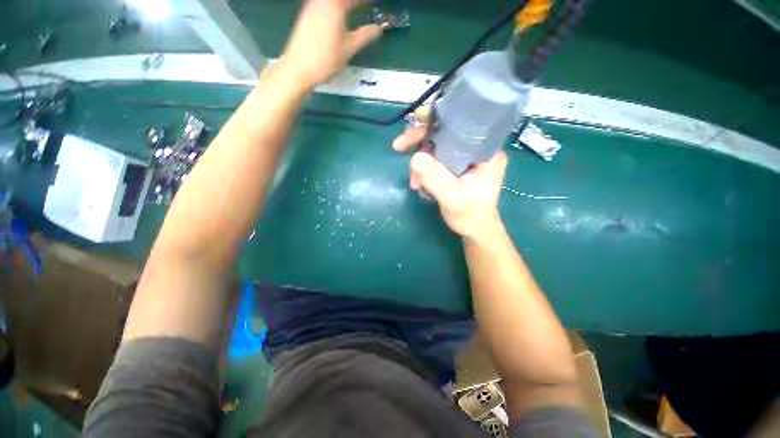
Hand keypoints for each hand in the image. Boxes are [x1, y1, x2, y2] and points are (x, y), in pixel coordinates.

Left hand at [282, 0, 383, 84]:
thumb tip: (379, 28)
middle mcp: (322, 0)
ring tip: (354, 8)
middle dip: (355, 2)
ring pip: (331, 1)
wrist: (299, 67)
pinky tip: (338, 11)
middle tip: (365, 6)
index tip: (376, 3)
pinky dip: (334, 6)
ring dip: (345, 4)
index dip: (366, 1)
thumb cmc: (326, 58)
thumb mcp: (349, 48)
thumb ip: (365, 35)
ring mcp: (312, 5)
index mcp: (335, 5)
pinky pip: (324, 3)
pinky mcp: (306, 12)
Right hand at [393, 106, 507, 240]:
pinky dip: (423, 167)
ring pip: (437, 147)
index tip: (417, 117)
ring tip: (414, 182)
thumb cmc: (470, 216)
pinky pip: (435, 158)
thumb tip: (415, 158)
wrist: (473, 230)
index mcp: (486, 152)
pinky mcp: (455, 166)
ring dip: (420, 160)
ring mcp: (465, 158)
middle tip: (399, 147)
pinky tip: (418, 181)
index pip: (463, 125)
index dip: (440, 118)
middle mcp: (476, 150)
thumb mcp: (454, 199)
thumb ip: (436, 179)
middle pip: (446, 133)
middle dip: (421, 141)